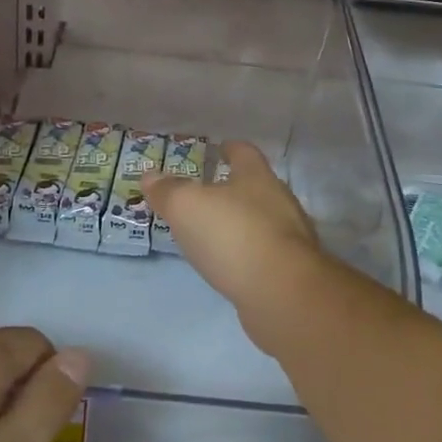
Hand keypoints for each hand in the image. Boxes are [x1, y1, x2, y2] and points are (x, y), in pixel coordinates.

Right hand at [145, 141, 322, 307]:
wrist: (281, 293)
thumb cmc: (232, 235)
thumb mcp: (186, 206)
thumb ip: (168, 190)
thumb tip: (150, 176)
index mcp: (257, 176)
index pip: (244, 152)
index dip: (229, 148)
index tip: (218, 149)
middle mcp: (279, 201)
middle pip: (255, 187)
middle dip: (232, 189)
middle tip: (205, 195)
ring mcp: (290, 237)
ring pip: (261, 221)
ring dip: (239, 224)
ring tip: (212, 232)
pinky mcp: (291, 270)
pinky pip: (264, 253)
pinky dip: (246, 254)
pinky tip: (230, 264)